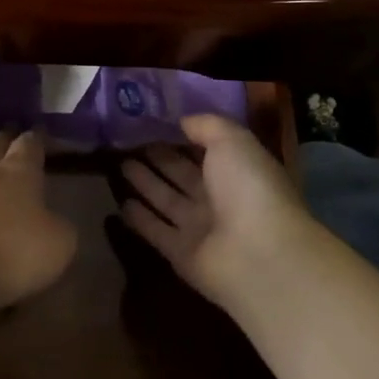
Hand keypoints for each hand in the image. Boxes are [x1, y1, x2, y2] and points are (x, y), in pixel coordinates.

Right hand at [119, 113, 316, 310]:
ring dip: (145, 184)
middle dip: (160, 159)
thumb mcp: (232, 141)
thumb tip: (182, 122)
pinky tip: (120, 203)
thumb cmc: (249, 188)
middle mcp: (219, 199)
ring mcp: (200, 228)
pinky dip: (139, 218)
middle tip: (129, 144)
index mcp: (236, 171)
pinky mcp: (180, 254)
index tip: (153, 123)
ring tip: (120, 165)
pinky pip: (155, 230)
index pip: (205, 150)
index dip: (182, 137)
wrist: (258, 255)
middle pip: (182, 175)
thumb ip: (206, 126)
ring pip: (166, 200)